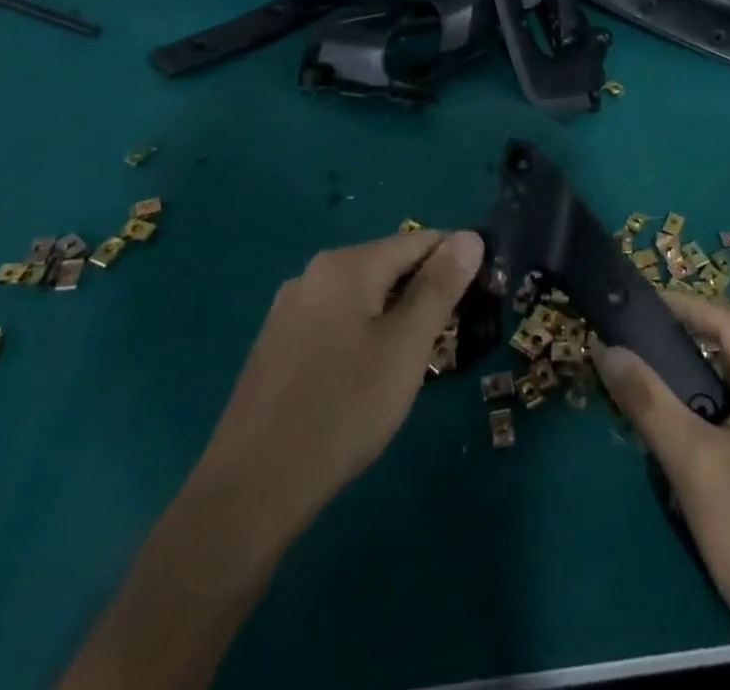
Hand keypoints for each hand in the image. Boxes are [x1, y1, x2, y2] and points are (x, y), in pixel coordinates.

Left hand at [56, 230, 485, 689]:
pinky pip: (337, 321)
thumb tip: (470, 237)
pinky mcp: (277, 343)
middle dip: (424, 294)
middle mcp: (315, 273)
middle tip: (444, 344)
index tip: (478, 302)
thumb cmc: (343, 410)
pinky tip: (364, 381)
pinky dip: (363, 336)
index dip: (456, 265)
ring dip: (395, 318)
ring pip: (364, 296)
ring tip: (408, 367)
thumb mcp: (406, 346)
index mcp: (347, 264)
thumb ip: (440, 286)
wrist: (250, 491)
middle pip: (390, 265)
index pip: (421, 241)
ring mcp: (290, 308)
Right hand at [597, 292, 729, 689]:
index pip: (727, 324)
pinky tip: (681, 434)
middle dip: (683, 346)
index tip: (639, 304)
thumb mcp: (691, 462)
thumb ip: (647, 400)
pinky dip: (711, 413)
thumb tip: (606, 348)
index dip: (683, 307)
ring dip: (694, 384)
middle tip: (635, 347)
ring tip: (648, 386)